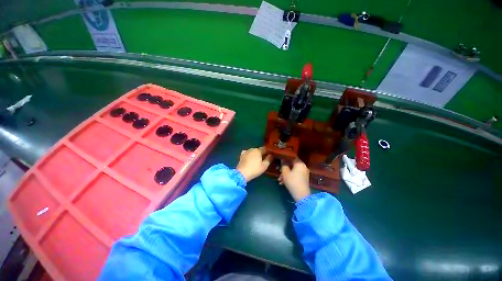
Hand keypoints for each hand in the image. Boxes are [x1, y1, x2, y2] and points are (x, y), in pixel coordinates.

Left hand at [237, 147, 272, 181]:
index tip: (271, 154)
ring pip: (253, 151)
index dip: (268, 151)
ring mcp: (246, 151)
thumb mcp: (264, 166)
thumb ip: (269, 159)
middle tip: (264, 158)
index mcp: (258, 150)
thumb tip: (271, 155)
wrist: (242, 173)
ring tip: (257, 159)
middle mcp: (252, 149)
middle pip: (259, 150)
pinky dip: (249, 155)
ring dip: (255, 154)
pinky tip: (250, 158)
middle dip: (262, 153)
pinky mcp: (242, 155)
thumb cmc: (254, 169)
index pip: (265, 149)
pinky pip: (247, 153)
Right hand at [279, 159, 310, 201]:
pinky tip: (283, 182)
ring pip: (293, 170)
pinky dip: (290, 177)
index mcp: (300, 163)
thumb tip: (282, 159)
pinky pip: (295, 175)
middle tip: (278, 171)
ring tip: (279, 179)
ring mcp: (304, 173)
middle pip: (292, 165)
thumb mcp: (285, 173)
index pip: (292, 157)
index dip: (285, 158)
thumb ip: (283, 164)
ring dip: (285, 174)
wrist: (301, 195)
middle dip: (284, 168)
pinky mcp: (303, 178)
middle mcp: (303, 167)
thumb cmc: (292, 182)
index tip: (279, 159)